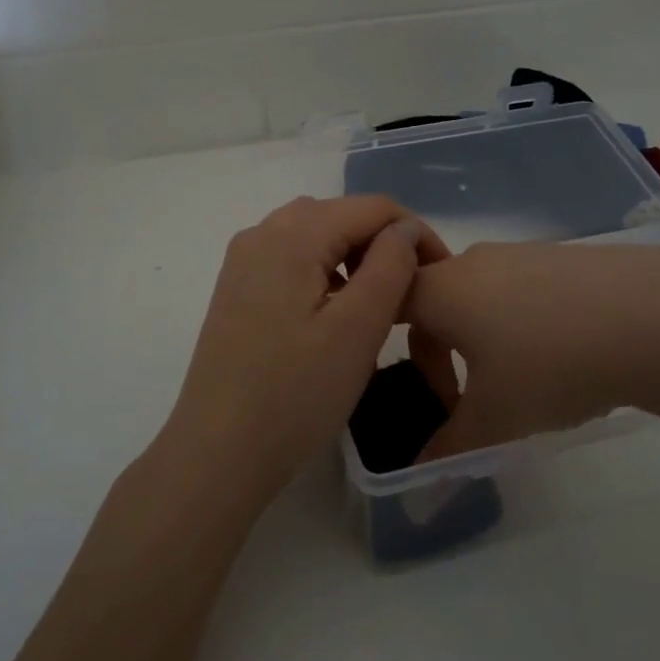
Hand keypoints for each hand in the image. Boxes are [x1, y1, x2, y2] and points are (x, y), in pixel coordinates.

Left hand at [158, 196, 448, 501]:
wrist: (218, 453)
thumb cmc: (295, 395)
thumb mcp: (357, 329)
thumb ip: (390, 266)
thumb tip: (402, 229)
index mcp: (292, 235)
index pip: (372, 207)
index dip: (415, 233)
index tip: (440, 277)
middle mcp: (261, 234)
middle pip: (340, 215)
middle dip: (384, 244)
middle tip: (412, 294)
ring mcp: (243, 263)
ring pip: (315, 236)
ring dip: (354, 258)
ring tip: (379, 305)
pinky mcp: (236, 291)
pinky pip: (291, 261)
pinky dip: (324, 273)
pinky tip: (335, 314)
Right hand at [404, 241, 659, 458]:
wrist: (656, 316)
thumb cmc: (552, 365)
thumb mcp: (496, 419)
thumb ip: (449, 451)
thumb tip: (419, 486)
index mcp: (442, 290)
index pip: (391, 307)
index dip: (399, 353)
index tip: (437, 398)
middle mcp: (474, 261)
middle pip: (436, 301)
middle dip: (443, 351)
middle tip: (471, 396)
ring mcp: (523, 252)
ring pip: (481, 295)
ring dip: (485, 337)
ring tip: (525, 378)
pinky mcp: (565, 255)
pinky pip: (522, 288)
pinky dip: (524, 320)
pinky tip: (567, 353)